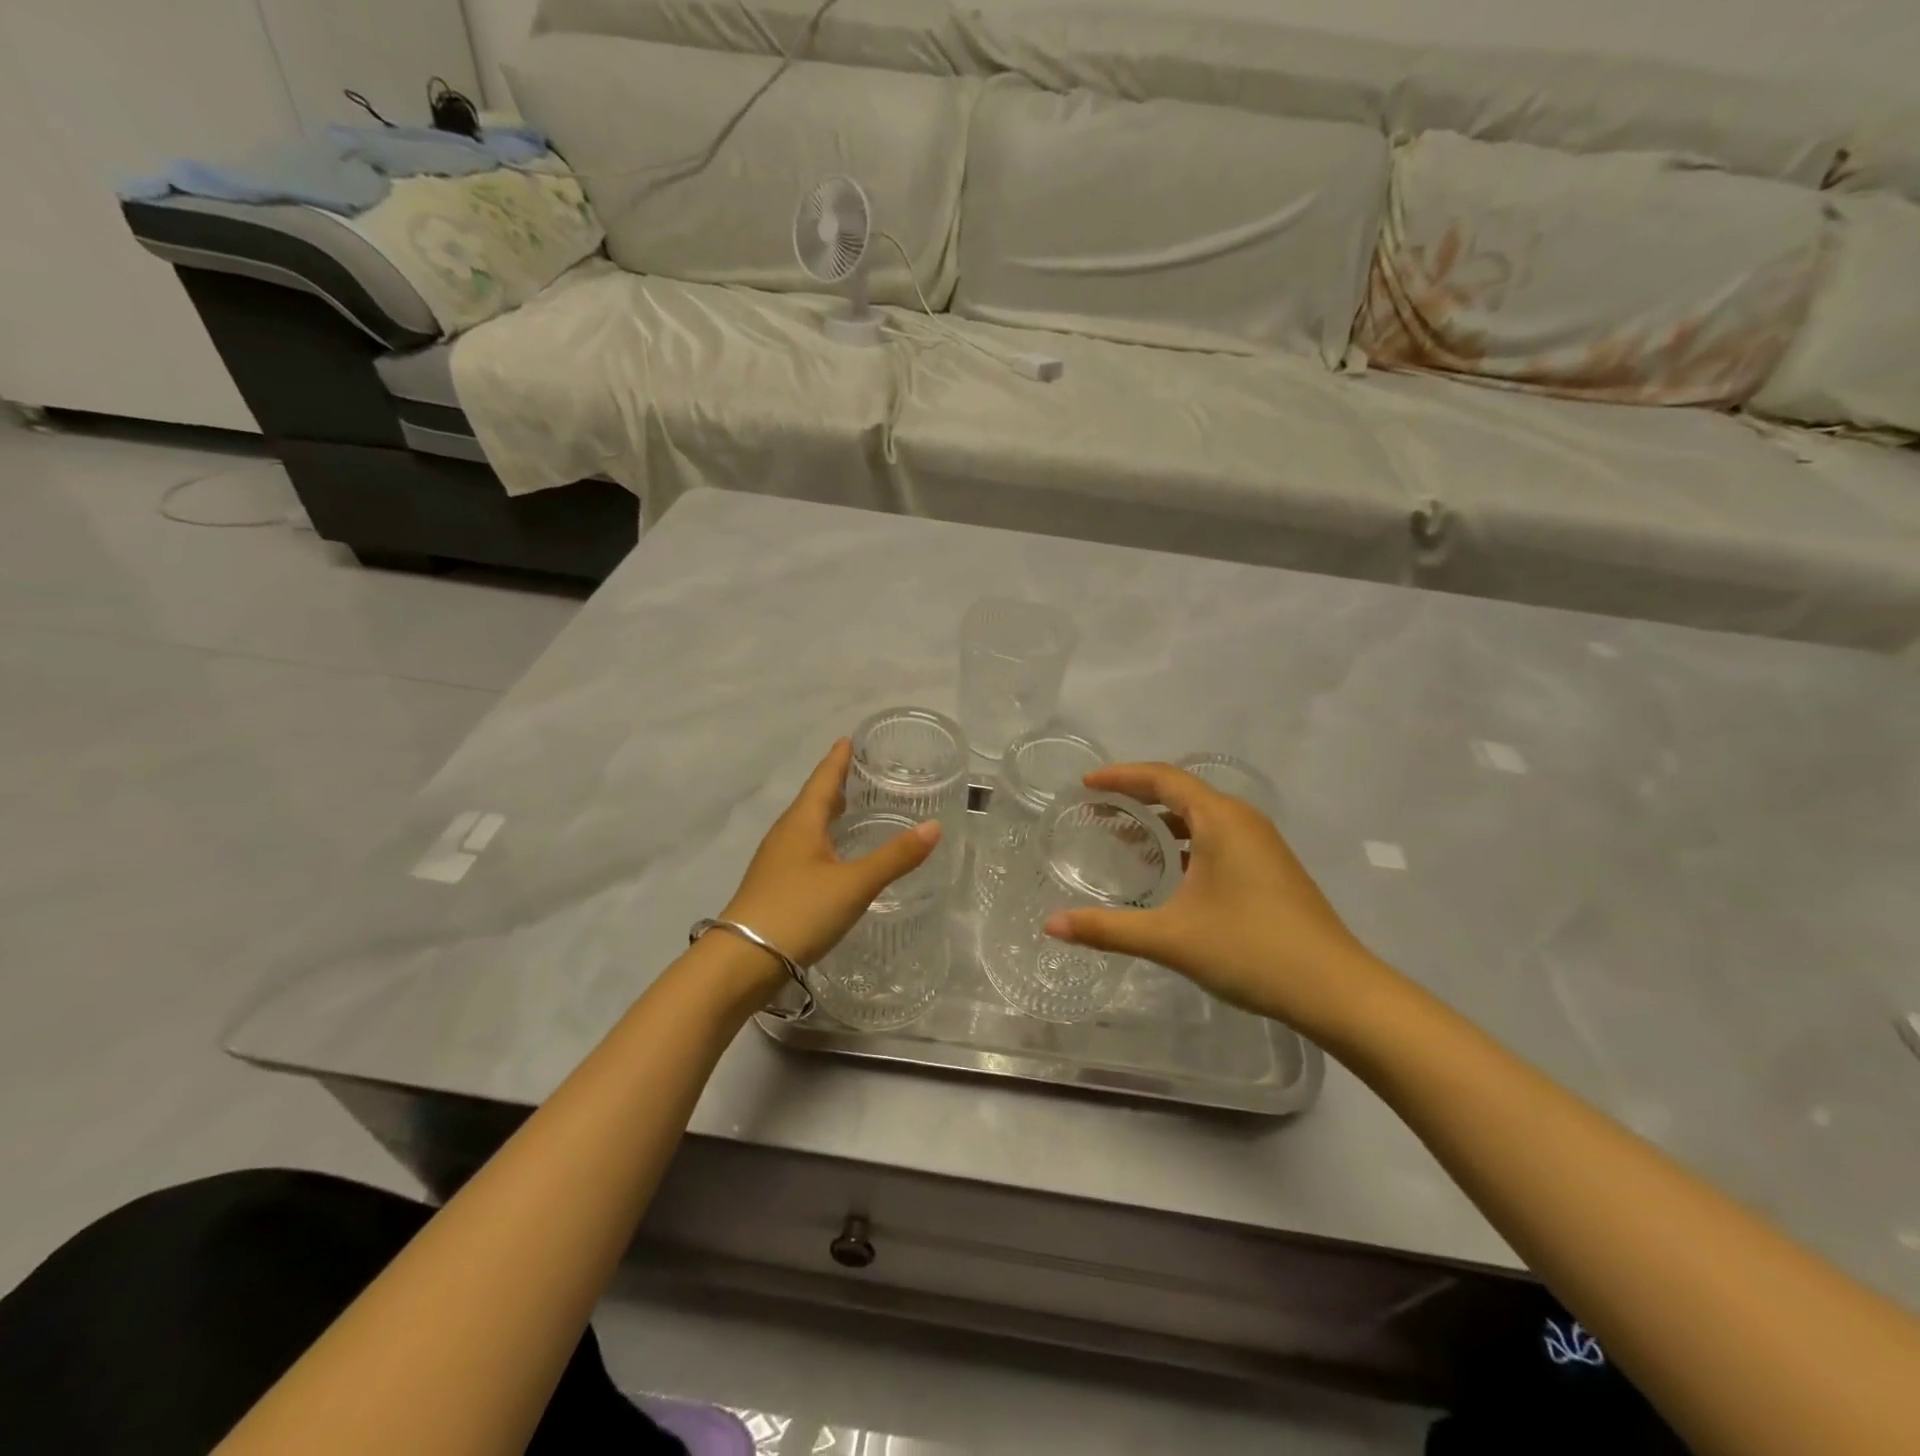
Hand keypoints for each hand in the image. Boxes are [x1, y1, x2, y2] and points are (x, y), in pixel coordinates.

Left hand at [721, 739, 940, 973]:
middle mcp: (786, 834)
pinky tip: (834, 854)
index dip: (838, 759)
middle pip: (813, 799)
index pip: (823, 779)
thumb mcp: (854, 884)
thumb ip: (895, 857)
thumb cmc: (799, 911)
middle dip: (836, 783)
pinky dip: (823, 839)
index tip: (850, 738)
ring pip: (806, 825)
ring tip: (852, 807)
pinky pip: (803, 848)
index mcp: (801, 822)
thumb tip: (934, 826)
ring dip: (828, 812)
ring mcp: (776, 860)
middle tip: (861, 771)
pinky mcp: (775, 885)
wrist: (743, 961)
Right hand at [1044, 762, 1390, 1038]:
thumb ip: (1107, 929)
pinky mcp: (1271, 869)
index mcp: (1221, 820)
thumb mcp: (1170, 938)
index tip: (1086, 786)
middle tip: (1098, 812)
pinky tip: (1168, 873)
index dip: (1122, 776)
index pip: (1163, 778)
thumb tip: (1051, 926)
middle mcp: (1243, 821)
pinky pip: (1217, 838)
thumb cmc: (1250, 950)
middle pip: (1182, 793)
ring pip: (1202, 818)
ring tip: (1125, 840)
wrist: (1336, 990)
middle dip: (1137, 798)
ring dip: (1162, 823)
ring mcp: (1262, 845)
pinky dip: (1185, 843)